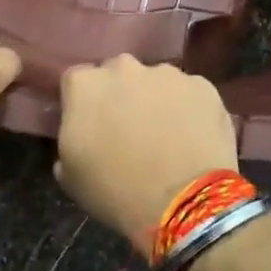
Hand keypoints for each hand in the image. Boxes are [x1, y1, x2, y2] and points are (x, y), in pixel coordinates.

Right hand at [56, 55, 237, 252]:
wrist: (184, 203)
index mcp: (85, 84)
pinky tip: (192, 139)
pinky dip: (189, 110)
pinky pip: (189, 94)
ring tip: (166, 136)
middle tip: (129, 129)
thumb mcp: (71, 175)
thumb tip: (79, 136)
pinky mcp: (203, 86)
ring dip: (156, 100)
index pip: (76, 81)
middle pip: (117, 74)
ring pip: (156, 81)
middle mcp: (124, 67)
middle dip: (121, 95)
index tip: (91, 126)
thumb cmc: (117, 191)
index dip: (83, 103)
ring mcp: (167, 74)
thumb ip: (68, 142)